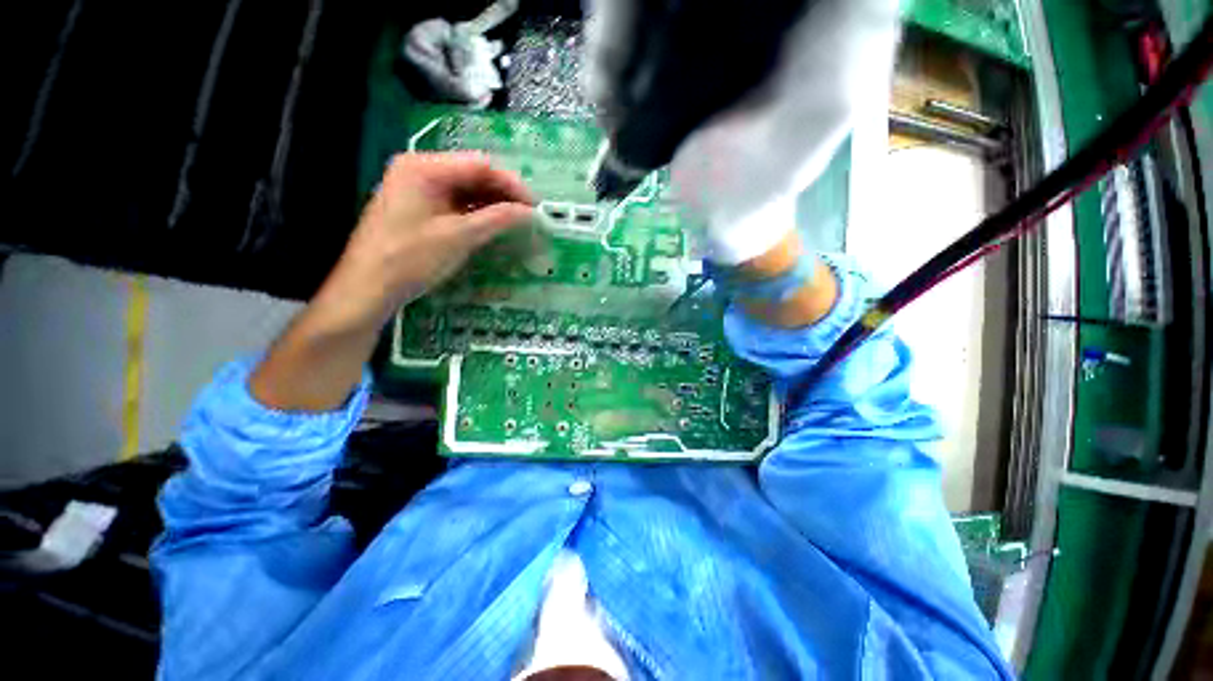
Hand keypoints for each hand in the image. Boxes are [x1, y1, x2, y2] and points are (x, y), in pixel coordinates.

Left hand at [313, 152, 534, 331]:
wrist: (368, 288)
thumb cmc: (411, 259)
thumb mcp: (459, 237)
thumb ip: (497, 219)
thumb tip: (530, 212)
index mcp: (424, 167)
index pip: (480, 165)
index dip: (512, 184)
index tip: (535, 206)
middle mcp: (418, 169)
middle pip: (472, 174)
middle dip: (503, 194)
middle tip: (528, 216)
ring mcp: (415, 188)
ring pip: (465, 189)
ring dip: (491, 204)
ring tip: (516, 221)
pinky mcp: (417, 206)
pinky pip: (454, 202)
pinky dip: (476, 213)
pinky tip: (492, 225)